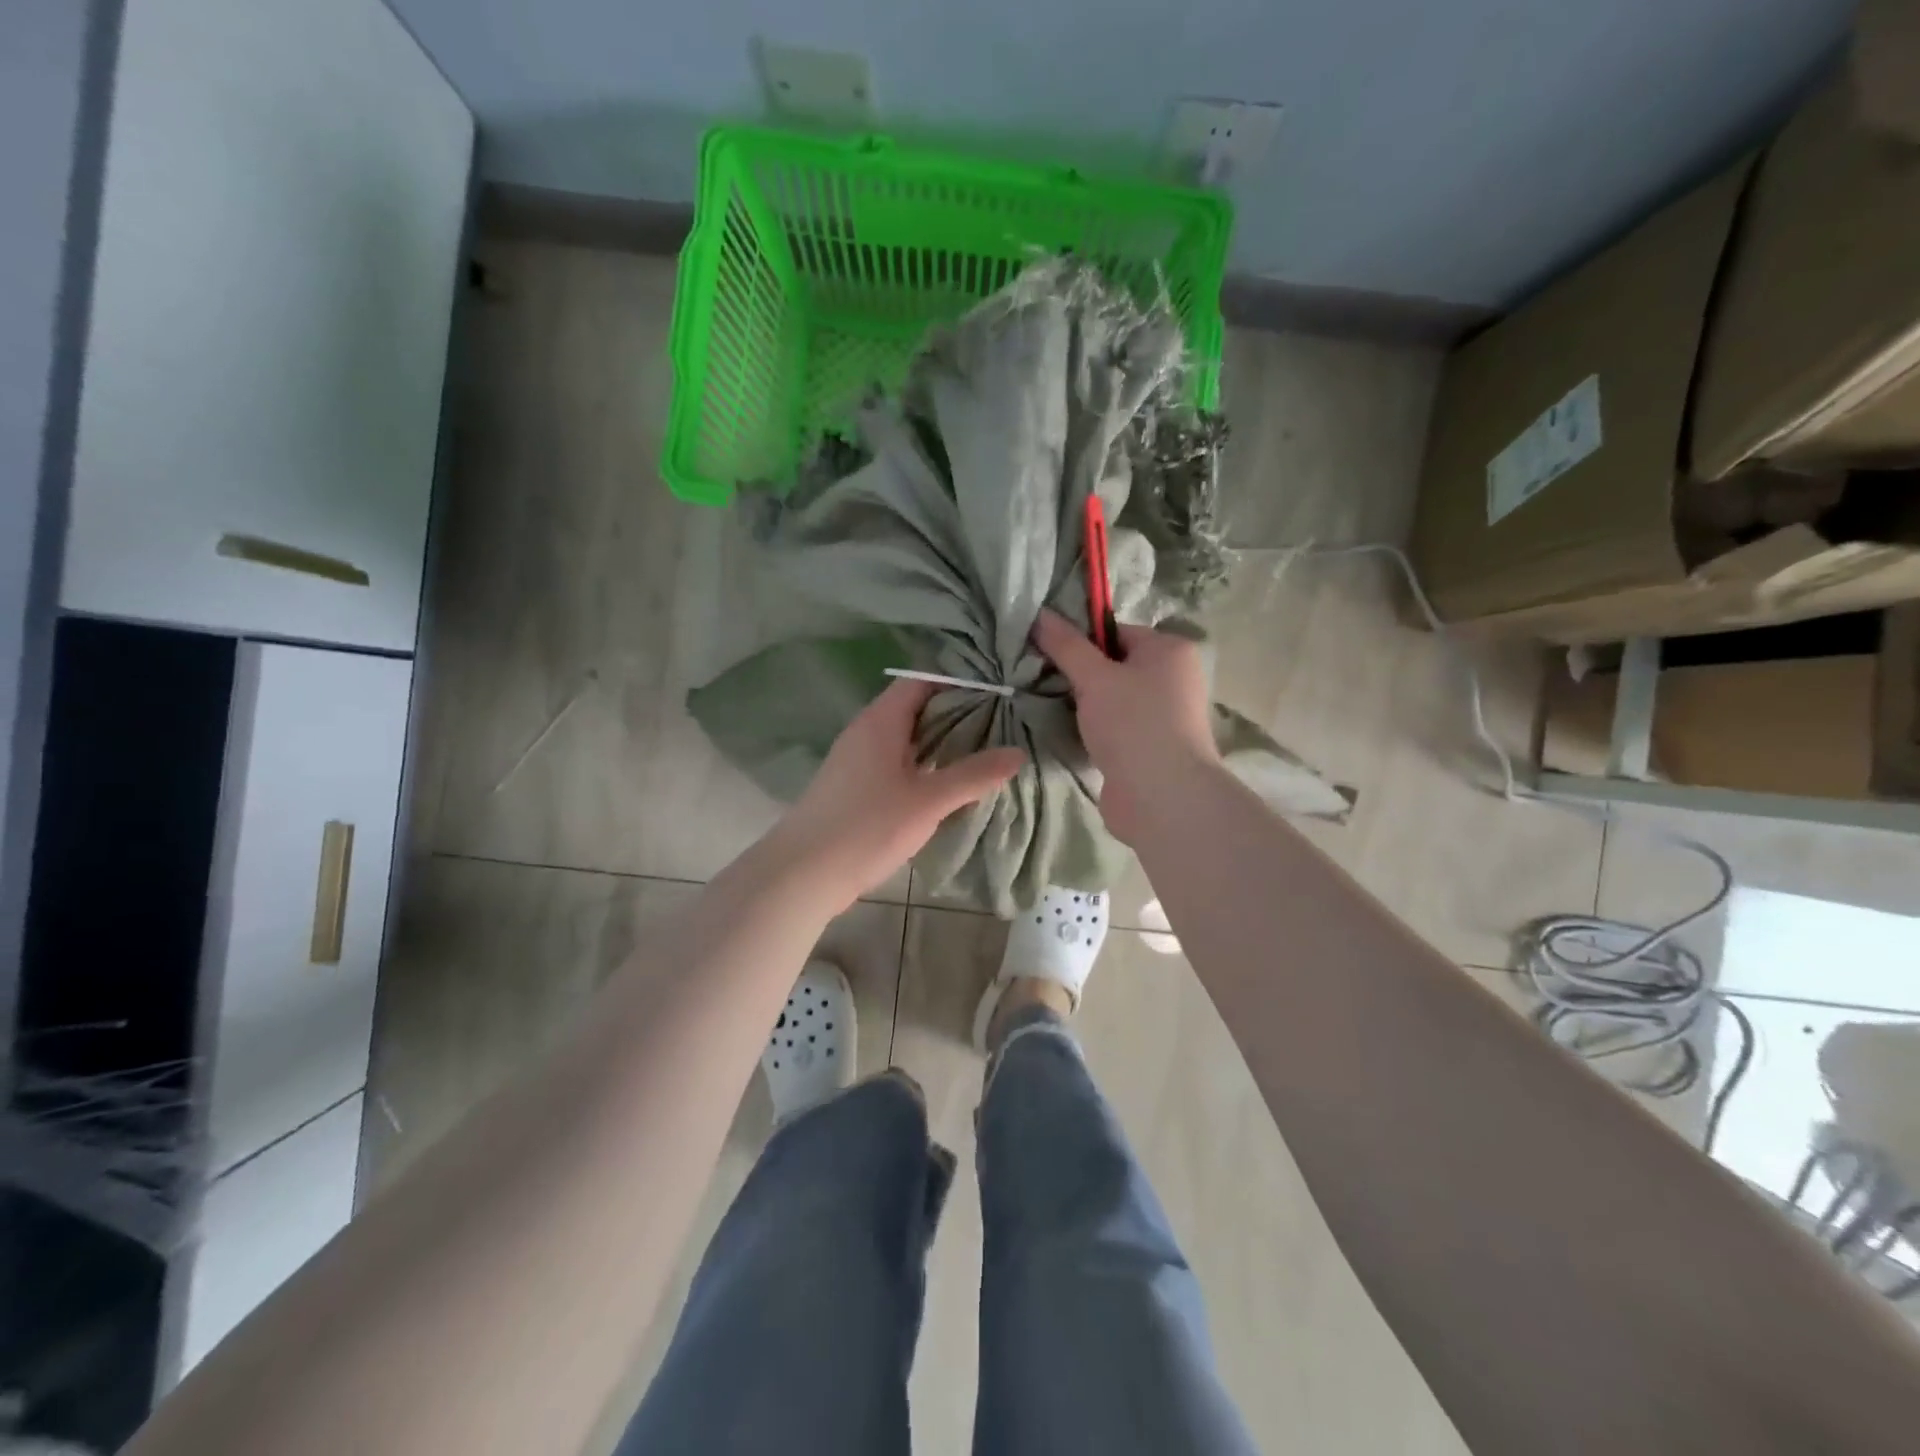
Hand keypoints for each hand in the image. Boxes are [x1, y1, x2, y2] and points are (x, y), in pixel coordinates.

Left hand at [772, 678, 1024, 904]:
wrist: (803, 873)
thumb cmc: (867, 827)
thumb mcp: (928, 801)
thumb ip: (973, 775)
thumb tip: (1017, 753)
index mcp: (881, 721)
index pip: (922, 681)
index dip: (958, 682)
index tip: (997, 694)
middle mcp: (866, 731)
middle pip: (915, 708)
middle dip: (956, 715)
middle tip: (1000, 726)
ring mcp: (856, 759)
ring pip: (906, 738)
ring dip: (940, 743)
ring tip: (982, 754)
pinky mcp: (853, 786)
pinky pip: (895, 762)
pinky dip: (922, 766)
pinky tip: (945, 786)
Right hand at [1031, 609, 1219, 844]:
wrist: (1162, 797)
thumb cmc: (1133, 724)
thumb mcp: (1093, 677)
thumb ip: (1066, 645)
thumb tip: (1039, 613)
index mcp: (1170, 650)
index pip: (1116, 631)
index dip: (1082, 641)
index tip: (1049, 655)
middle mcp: (1174, 678)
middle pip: (1114, 665)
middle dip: (1080, 675)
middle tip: (1045, 682)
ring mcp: (1165, 716)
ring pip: (1113, 699)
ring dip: (1085, 705)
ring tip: (1054, 710)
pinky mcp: (1151, 747)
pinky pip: (1116, 727)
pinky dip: (1095, 730)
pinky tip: (1073, 735)